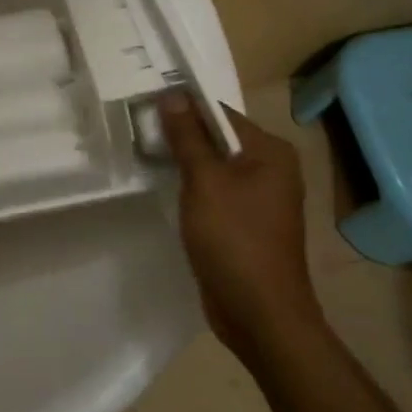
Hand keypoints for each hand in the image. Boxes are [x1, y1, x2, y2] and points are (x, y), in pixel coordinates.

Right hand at [161, 92, 320, 356]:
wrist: (261, 317)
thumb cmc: (235, 240)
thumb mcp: (204, 181)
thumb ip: (187, 136)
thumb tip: (172, 94)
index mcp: (270, 151)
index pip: (220, 113)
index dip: (183, 107)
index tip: (146, 105)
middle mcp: (271, 168)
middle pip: (217, 137)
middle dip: (181, 134)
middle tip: (140, 129)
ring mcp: (260, 198)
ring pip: (214, 165)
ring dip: (184, 161)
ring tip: (145, 152)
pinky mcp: (246, 222)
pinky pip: (215, 190)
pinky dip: (192, 186)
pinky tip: (165, 186)